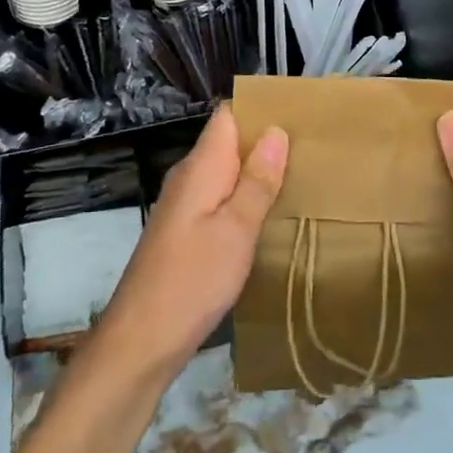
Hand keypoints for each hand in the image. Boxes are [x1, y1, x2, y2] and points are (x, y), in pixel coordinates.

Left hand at [95, 105, 288, 380]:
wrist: (140, 342)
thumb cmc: (192, 280)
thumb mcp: (236, 230)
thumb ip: (257, 181)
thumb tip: (277, 131)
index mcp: (201, 167)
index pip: (228, 115)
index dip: (260, 110)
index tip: (299, 116)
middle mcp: (189, 177)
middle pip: (229, 142)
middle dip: (266, 143)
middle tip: (312, 151)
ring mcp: (184, 205)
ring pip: (226, 173)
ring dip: (257, 175)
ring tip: (300, 180)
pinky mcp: (185, 231)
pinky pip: (220, 199)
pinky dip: (244, 201)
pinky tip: (269, 218)